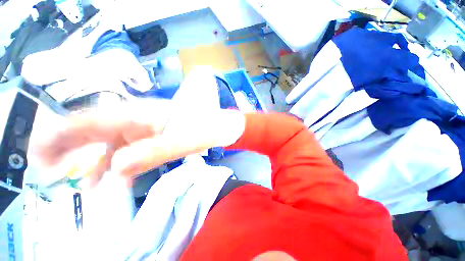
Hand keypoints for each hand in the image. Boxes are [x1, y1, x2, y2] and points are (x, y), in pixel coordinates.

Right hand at [36, 68, 245, 185]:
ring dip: (94, 163)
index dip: (65, 133)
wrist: (222, 126)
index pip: (97, 120)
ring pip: (112, 142)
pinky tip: (110, 178)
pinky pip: (129, 148)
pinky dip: (116, 164)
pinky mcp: (155, 135)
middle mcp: (143, 118)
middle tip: (46, 166)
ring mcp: (148, 127)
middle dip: (70, 147)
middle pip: (97, 129)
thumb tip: (118, 166)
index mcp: (148, 114)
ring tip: (80, 184)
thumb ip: (157, 151)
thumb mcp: (187, 140)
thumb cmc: (210, 128)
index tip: (41, 149)